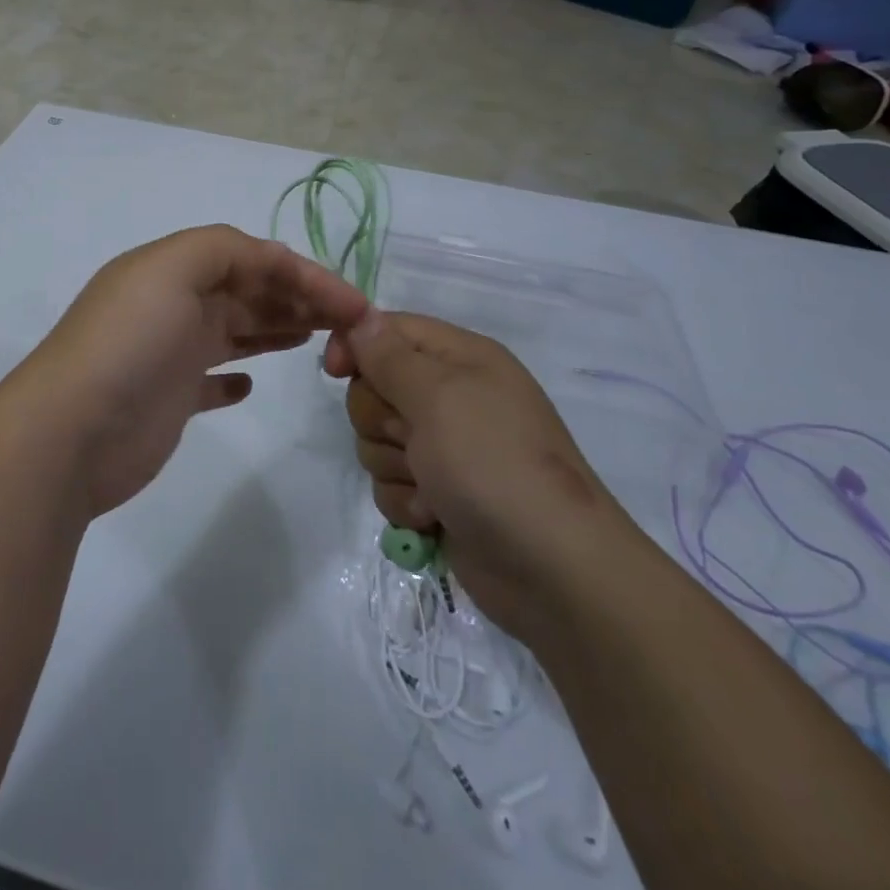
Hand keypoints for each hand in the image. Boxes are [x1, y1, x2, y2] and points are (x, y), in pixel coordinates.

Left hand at [13, 225, 370, 516]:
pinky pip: (210, 381)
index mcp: (171, 269)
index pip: (250, 257)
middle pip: (247, 291)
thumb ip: (222, 250)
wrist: (72, 431)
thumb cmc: (129, 343)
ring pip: (236, 330)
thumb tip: (269, 260)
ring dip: (275, 326)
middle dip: (298, 297)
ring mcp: (170, 353)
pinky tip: (249, 384)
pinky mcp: (169, 399)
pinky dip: (233, 377)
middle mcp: (172, 305)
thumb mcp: (171, 270)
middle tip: (347, 322)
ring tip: (317, 338)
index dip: (304, 273)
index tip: (352, 303)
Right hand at [326, 311, 635, 630]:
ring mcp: (446, 448)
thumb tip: (361, 319)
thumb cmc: (494, 464)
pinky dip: (405, 501)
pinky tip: (434, 516)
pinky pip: (390, 482)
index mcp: (461, 358)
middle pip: (375, 387)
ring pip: (376, 439)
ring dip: (393, 466)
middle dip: (380, 419)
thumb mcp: (439, 397)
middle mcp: (452, 397)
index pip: (390, 330)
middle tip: (412, 438)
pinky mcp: (438, 494)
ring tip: (431, 487)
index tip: (336, 371)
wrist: (554, 570)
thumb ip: (390, 356)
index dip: (357, 345)